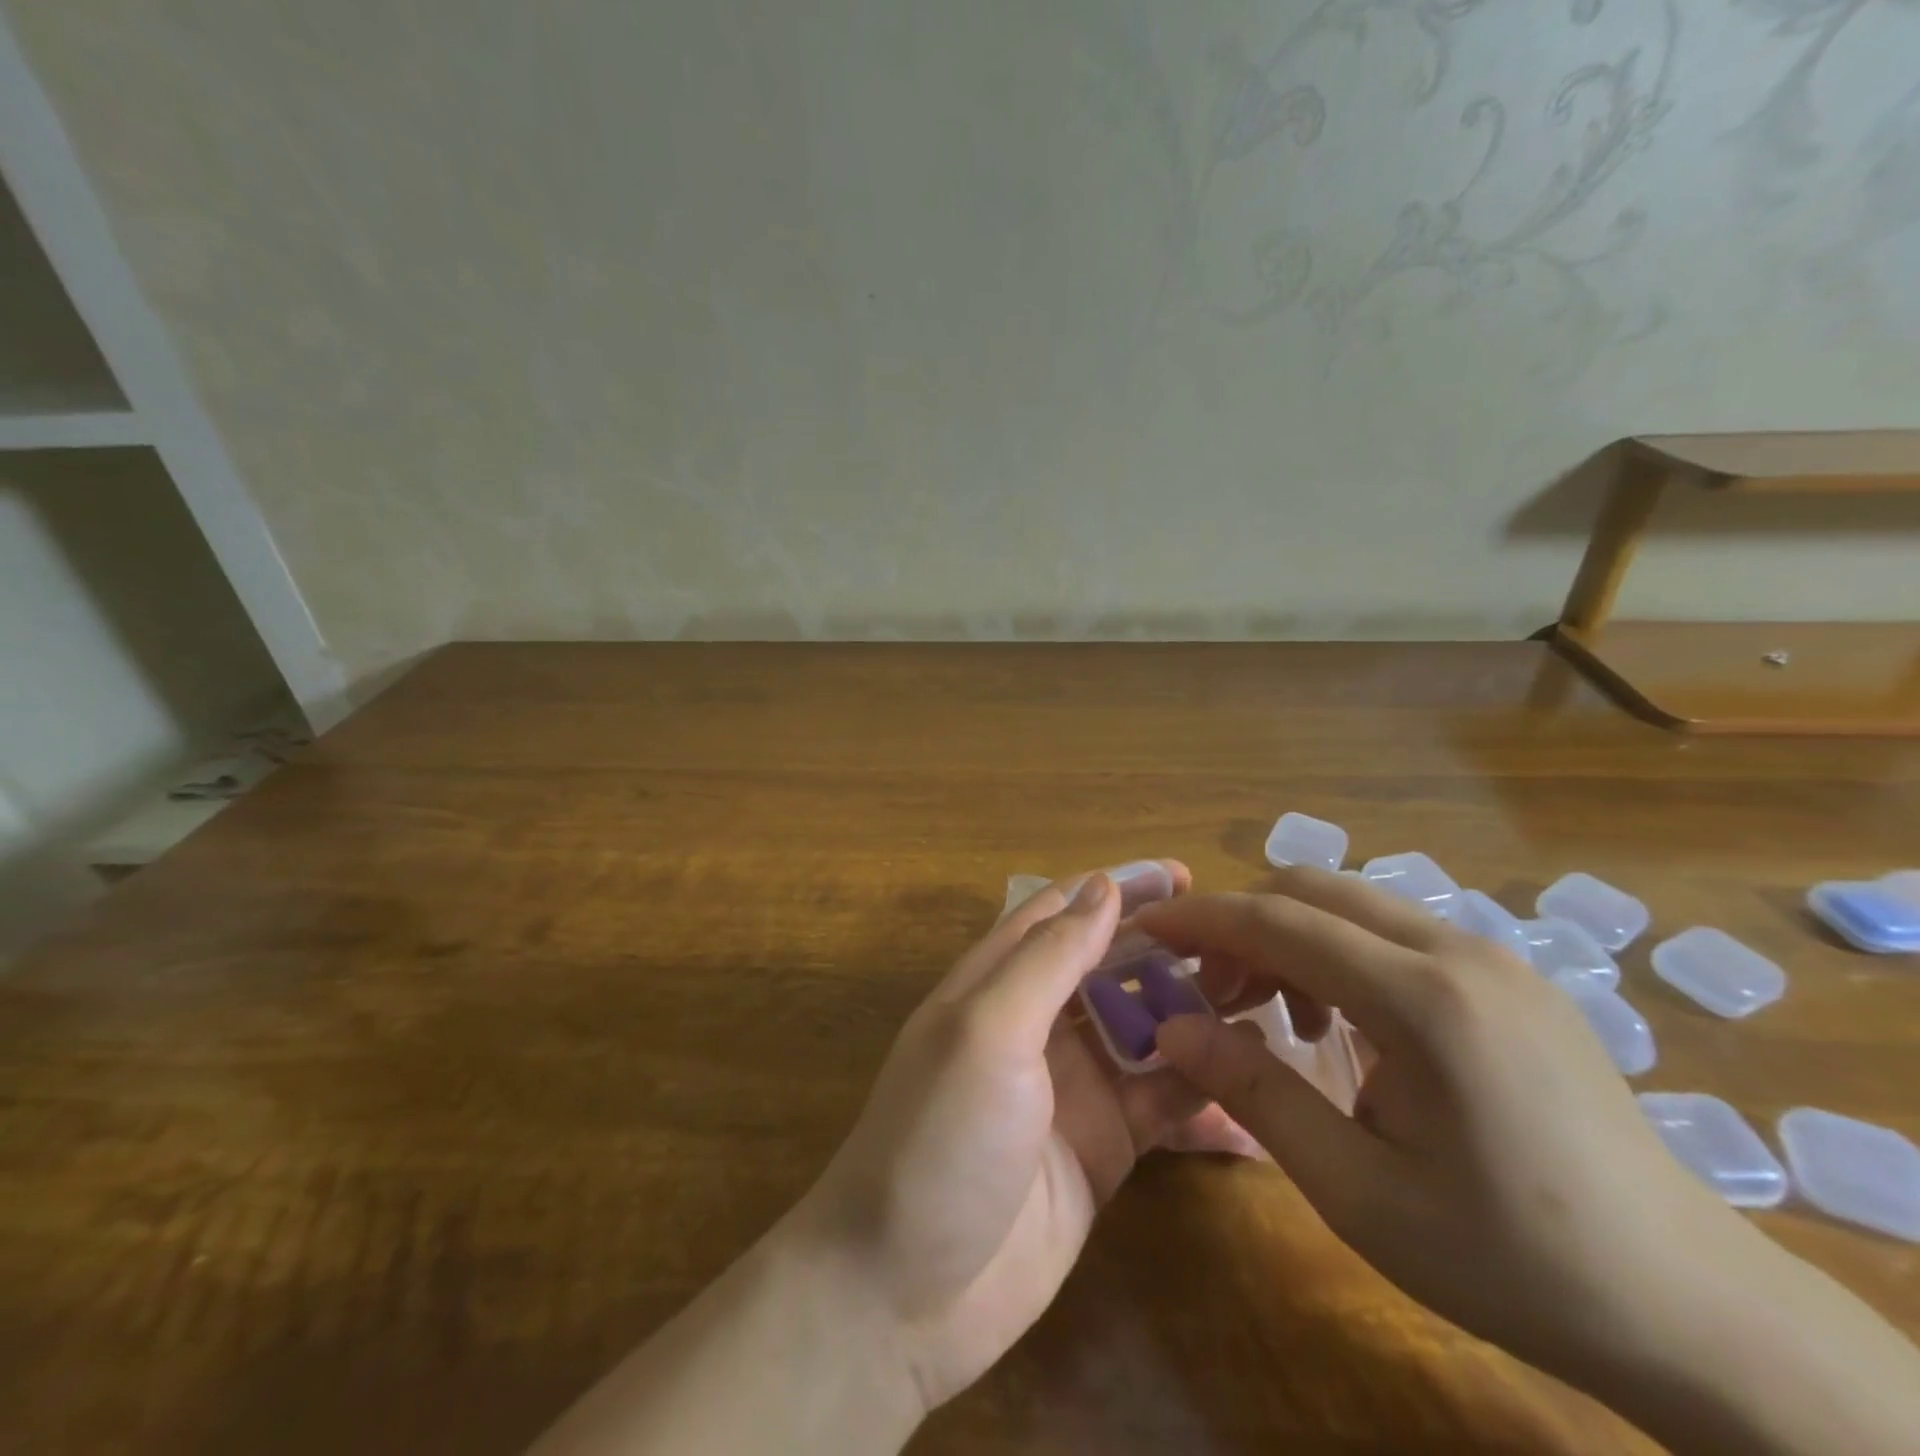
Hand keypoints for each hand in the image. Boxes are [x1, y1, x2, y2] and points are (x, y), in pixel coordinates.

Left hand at [786, 862, 1241, 1414]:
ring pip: (1145, 1028)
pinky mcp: (1105, 1145)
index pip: (1063, 912)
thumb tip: (1103, 885)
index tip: (1185, 876)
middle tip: (1244, 943)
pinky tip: (1257, 1081)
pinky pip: (1163, 1100)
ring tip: (1265, 998)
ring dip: (1195, 1012)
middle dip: (1169, 948)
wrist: (906, 1292)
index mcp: (999, 982)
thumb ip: (1047, 957)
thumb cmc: (940, 1137)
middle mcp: (1038, 1023)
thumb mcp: (988, 1030)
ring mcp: (1074, 1085)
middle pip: (1111, 965)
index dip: (1118, 887)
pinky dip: (1204, 1087)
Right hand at [1138, 871, 1919, 1455]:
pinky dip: (1340, 954)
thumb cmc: (1509, 1256)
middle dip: (1242, 924)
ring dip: (1291, 938)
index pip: (1280, 921)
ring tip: (1274, 1016)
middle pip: (1313, 889)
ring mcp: (1494, 956)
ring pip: (1353, 904)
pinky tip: (1344, 1024)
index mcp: (1425, 1000)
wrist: (1686, 1305)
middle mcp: (1460, 951)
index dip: (1201, 918)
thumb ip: (1254, 1092)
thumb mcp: (1358, 1190)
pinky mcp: (1510, 975)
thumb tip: (1170, 1027)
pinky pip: (1395, 932)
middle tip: (1210, 991)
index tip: (1144, 928)